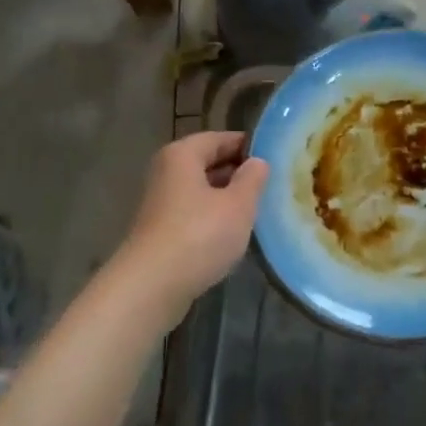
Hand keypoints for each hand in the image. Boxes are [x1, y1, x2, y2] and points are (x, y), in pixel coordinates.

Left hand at [112, 131, 268, 319]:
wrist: (151, 287)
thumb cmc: (199, 235)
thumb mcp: (238, 205)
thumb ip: (252, 179)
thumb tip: (258, 162)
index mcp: (182, 155)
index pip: (220, 138)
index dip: (248, 146)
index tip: (275, 158)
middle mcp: (166, 171)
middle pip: (207, 162)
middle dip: (237, 172)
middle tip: (270, 184)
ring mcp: (160, 202)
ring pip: (200, 190)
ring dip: (225, 197)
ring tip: (256, 208)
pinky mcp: (159, 230)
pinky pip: (192, 213)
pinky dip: (211, 217)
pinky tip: (231, 233)